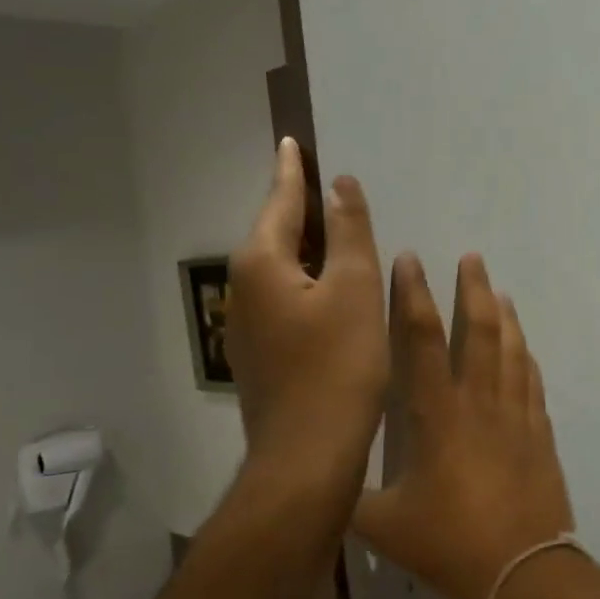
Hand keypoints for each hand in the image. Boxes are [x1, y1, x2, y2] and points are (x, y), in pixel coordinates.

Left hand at [225, 138, 386, 483]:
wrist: (307, 456)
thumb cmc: (338, 366)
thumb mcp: (354, 289)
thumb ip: (349, 232)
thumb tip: (339, 185)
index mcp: (263, 264)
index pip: (280, 202)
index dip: (292, 171)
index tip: (292, 142)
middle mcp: (245, 288)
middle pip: (276, 233)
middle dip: (300, 208)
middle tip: (328, 183)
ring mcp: (248, 325)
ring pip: (281, 269)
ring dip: (307, 246)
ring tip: (337, 229)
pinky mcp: (262, 353)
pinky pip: (285, 297)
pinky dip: (308, 280)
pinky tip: (333, 288)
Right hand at [353, 253, 575, 598]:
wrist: (524, 571)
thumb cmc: (450, 544)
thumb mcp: (384, 526)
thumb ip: (352, 499)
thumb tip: (325, 484)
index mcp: (437, 415)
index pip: (422, 340)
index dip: (414, 296)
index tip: (411, 261)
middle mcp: (479, 402)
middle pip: (479, 331)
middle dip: (473, 290)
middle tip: (472, 258)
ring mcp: (516, 415)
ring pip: (512, 350)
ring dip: (505, 316)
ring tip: (499, 291)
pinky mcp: (540, 434)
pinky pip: (533, 383)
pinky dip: (527, 358)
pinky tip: (525, 348)